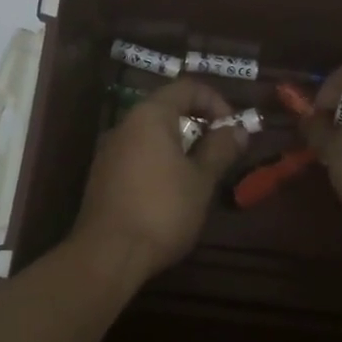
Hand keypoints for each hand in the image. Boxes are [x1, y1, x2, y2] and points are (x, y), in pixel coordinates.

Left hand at [71, 79, 248, 284]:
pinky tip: (172, 189)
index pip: (187, 87)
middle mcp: (126, 123)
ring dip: (180, 143)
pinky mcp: (103, 173)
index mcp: (150, 115)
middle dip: (199, 122)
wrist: (107, 254)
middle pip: (168, 107)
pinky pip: (138, 152)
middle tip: (221, 150)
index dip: (215, 101)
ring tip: (201, 172)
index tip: (232, 129)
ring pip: (152, 132)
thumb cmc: (162, 210)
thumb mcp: (201, 180)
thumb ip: (220, 149)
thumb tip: (238, 129)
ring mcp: (110, 148)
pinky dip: (160, 158)